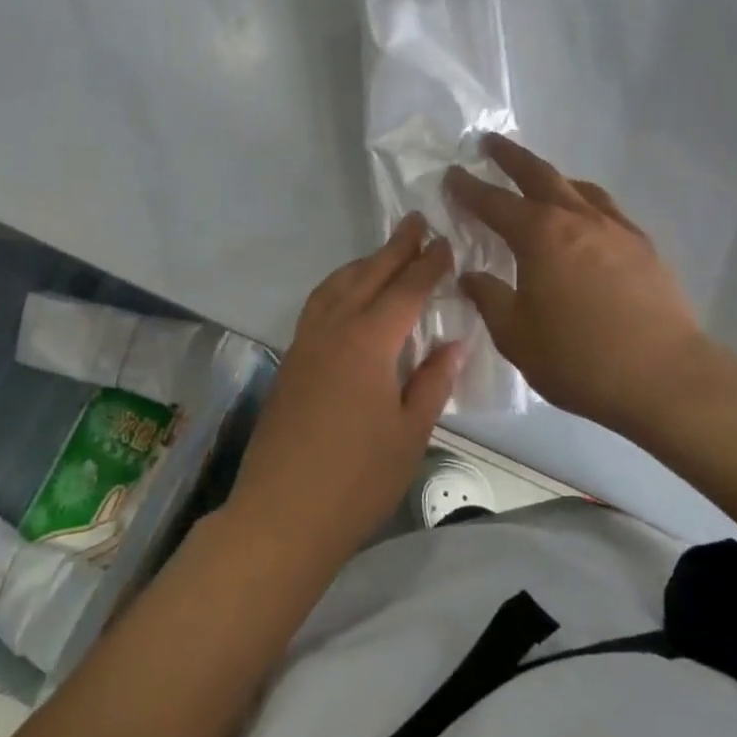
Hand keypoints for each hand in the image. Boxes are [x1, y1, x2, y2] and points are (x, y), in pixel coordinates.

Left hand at [226, 214, 462, 570]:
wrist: (282, 514)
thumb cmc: (357, 479)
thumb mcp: (410, 433)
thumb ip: (432, 382)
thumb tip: (453, 342)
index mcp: (368, 342)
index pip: (405, 290)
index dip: (428, 265)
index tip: (446, 242)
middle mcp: (333, 329)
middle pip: (368, 276)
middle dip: (395, 248)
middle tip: (416, 222)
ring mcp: (305, 343)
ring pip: (336, 286)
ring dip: (363, 264)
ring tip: (384, 253)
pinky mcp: (290, 361)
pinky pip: (318, 306)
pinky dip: (339, 287)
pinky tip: (347, 298)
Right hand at [445, 136, 708, 437]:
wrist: (664, 377)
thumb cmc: (578, 358)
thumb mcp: (516, 335)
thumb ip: (489, 299)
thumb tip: (471, 275)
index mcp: (539, 236)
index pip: (494, 202)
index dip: (469, 187)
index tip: (452, 173)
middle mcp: (577, 219)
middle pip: (538, 175)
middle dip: (510, 157)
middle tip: (489, 142)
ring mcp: (615, 229)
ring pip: (577, 188)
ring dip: (551, 177)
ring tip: (539, 179)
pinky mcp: (643, 247)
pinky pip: (606, 209)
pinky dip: (585, 201)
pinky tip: (585, 218)